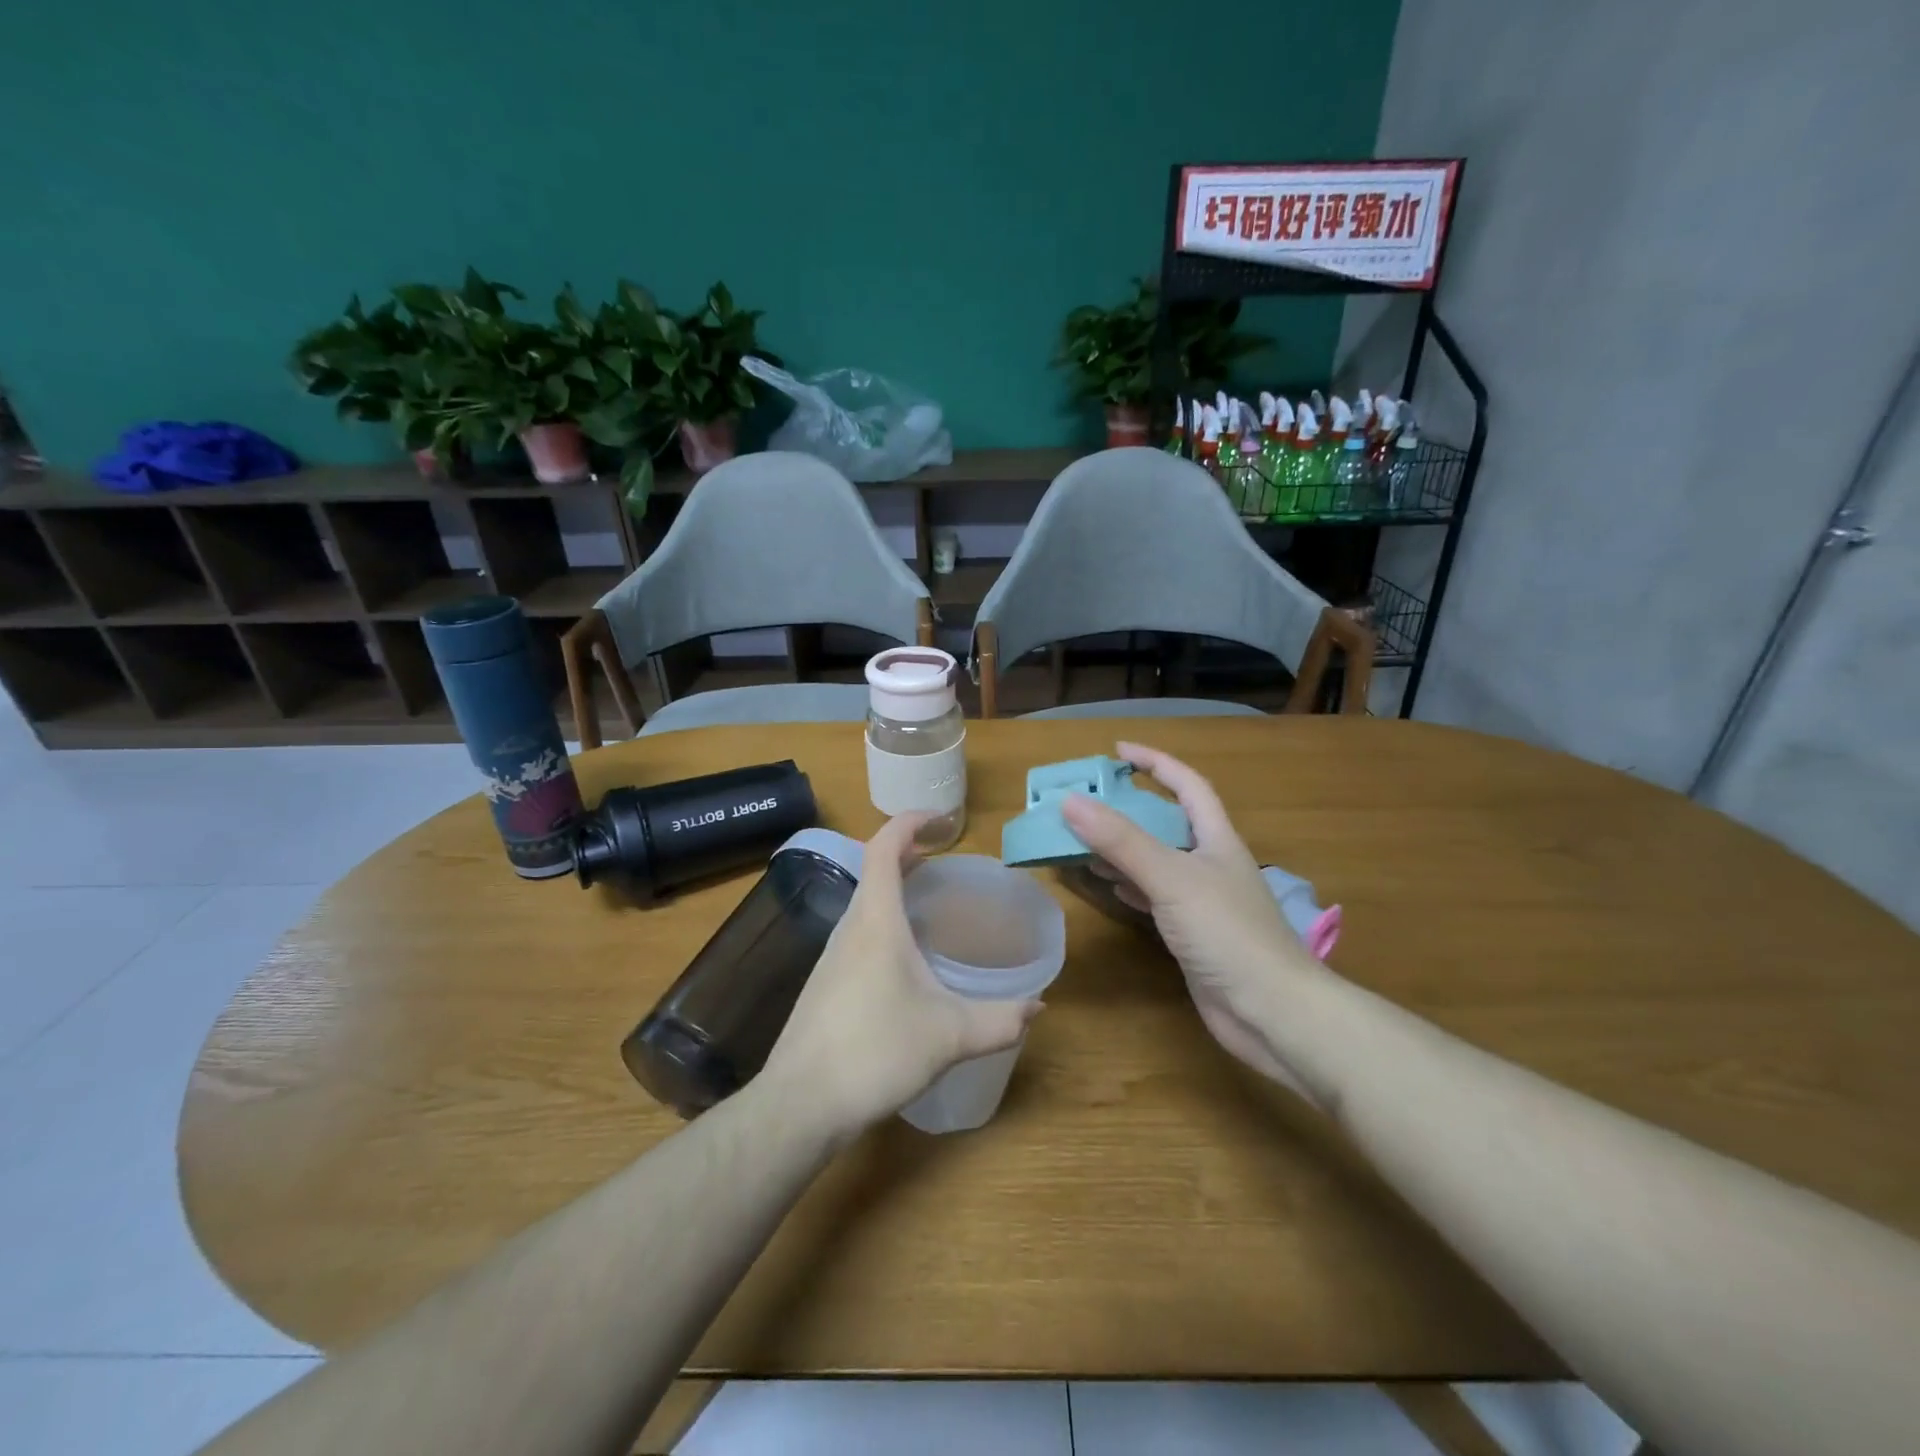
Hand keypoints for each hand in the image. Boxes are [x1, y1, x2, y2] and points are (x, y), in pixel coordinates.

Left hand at [760, 814, 1042, 1136]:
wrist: (800, 1103)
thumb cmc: (875, 1052)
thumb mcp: (949, 1036)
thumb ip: (1000, 1020)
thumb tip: (1037, 1008)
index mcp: (876, 920)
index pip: (885, 846)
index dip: (911, 822)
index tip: (943, 819)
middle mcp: (850, 927)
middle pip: (874, 869)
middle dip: (908, 852)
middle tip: (944, 856)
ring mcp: (832, 956)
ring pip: (865, 902)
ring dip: (895, 887)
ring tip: (930, 901)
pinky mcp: (826, 983)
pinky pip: (859, 931)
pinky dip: (885, 920)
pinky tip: (906, 958)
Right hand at [1062, 742, 1322, 1099]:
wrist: (1272, 1012)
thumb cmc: (1228, 933)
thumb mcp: (1171, 878)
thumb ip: (1121, 841)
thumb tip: (1071, 802)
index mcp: (1217, 839)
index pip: (1187, 785)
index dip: (1155, 762)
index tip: (1116, 751)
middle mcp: (1211, 863)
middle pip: (1168, 822)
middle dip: (1130, 808)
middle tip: (1087, 802)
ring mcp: (1204, 901)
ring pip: (1158, 861)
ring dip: (1124, 848)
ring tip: (1083, 841)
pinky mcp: (1194, 934)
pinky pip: (1155, 897)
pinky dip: (1130, 886)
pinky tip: (1109, 886)